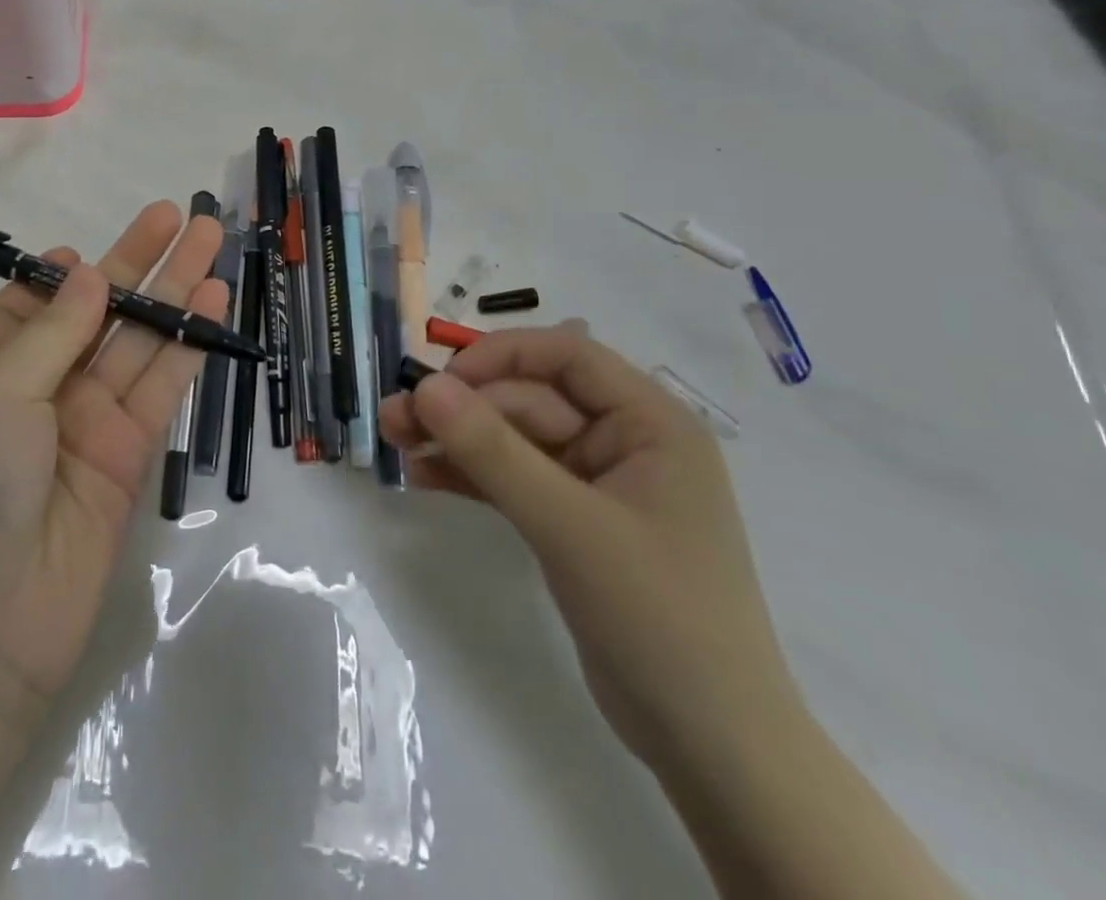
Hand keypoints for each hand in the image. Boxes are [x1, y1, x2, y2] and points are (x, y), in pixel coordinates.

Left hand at [0, 202, 223, 899]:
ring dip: (175, 293)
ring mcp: (88, 423)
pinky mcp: (129, 457)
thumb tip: (89, 272)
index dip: (64, 274)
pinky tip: (214, 305)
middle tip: (182, 216)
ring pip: (139, 343)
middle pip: (99, 313)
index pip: (30, 305)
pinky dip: (187, 345)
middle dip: (140, 264)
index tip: (92, 251)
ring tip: (211, 241)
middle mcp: (40, 390)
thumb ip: (53, 330)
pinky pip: (160, 388)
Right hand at [378, 323, 802, 771]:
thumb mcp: (569, 525)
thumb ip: (493, 452)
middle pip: (530, 400)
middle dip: (462, 409)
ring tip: (395, 441)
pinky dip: (472, 476)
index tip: (439, 381)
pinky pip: (514, 480)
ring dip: (457, 440)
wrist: (711, 748)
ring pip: (515, 440)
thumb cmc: (658, 616)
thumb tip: (425, 387)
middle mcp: (625, 441)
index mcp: (650, 422)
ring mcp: (597, 484)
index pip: (566, 356)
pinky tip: (423, 476)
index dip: (499, 356)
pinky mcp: (573, 522)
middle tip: (394, 420)